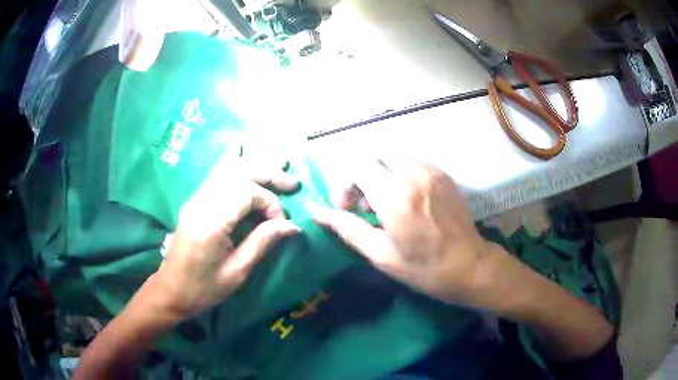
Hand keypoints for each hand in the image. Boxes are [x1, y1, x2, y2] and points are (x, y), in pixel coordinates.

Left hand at [141, 154, 300, 321]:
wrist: (171, 290)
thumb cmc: (203, 289)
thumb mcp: (236, 273)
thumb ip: (262, 243)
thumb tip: (292, 225)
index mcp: (210, 224)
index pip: (245, 193)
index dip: (269, 202)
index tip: (280, 222)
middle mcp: (200, 204)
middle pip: (237, 173)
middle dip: (267, 173)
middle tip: (292, 182)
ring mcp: (195, 200)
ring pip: (227, 169)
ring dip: (255, 165)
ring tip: (279, 164)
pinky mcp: (194, 202)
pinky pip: (217, 175)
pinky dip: (234, 164)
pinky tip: (241, 150)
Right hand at [312, 154, 505, 307]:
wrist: (470, 267)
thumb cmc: (424, 269)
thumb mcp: (381, 255)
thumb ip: (348, 229)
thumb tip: (317, 213)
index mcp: (395, 197)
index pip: (357, 165)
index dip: (344, 184)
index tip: (348, 209)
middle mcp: (414, 175)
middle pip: (375, 155)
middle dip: (361, 175)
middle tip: (365, 205)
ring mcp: (432, 172)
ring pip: (395, 155)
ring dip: (381, 172)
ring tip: (386, 202)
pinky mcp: (445, 176)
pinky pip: (414, 162)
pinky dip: (401, 173)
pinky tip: (406, 198)